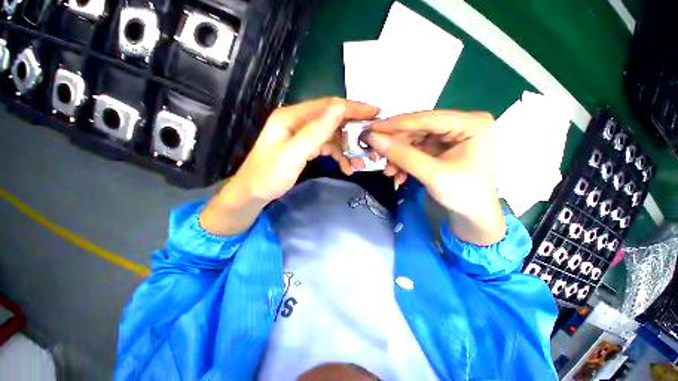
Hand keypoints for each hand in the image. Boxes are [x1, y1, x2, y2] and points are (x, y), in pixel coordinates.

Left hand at [200, 98, 379, 235]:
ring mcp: (302, 135)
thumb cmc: (269, 175)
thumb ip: (316, 131)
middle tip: (371, 140)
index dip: (353, 108)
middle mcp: (298, 121)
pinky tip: (347, 167)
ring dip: (347, 148)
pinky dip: (338, 156)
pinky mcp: (305, 147)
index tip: (375, 113)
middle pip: (332, 119)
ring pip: (332, 135)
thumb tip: (339, 108)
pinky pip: (327, 147)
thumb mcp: (294, 153)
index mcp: (293, 117)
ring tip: (360, 163)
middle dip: (353, 130)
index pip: (329, 105)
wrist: (253, 193)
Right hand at [367, 111, 505, 244]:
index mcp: (470, 123)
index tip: (371, 129)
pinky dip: (404, 162)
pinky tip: (398, 175)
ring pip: (413, 140)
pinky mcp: (442, 148)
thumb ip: (402, 155)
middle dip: (395, 145)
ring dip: (398, 156)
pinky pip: (416, 150)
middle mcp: (460, 124)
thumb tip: (373, 138)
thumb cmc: (463, 195)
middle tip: (375, 155)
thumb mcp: (432, 174)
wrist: (473, 216)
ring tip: (389, 172)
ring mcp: (450, 136)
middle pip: (417, 129)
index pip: (425, 118)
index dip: (395, 124)